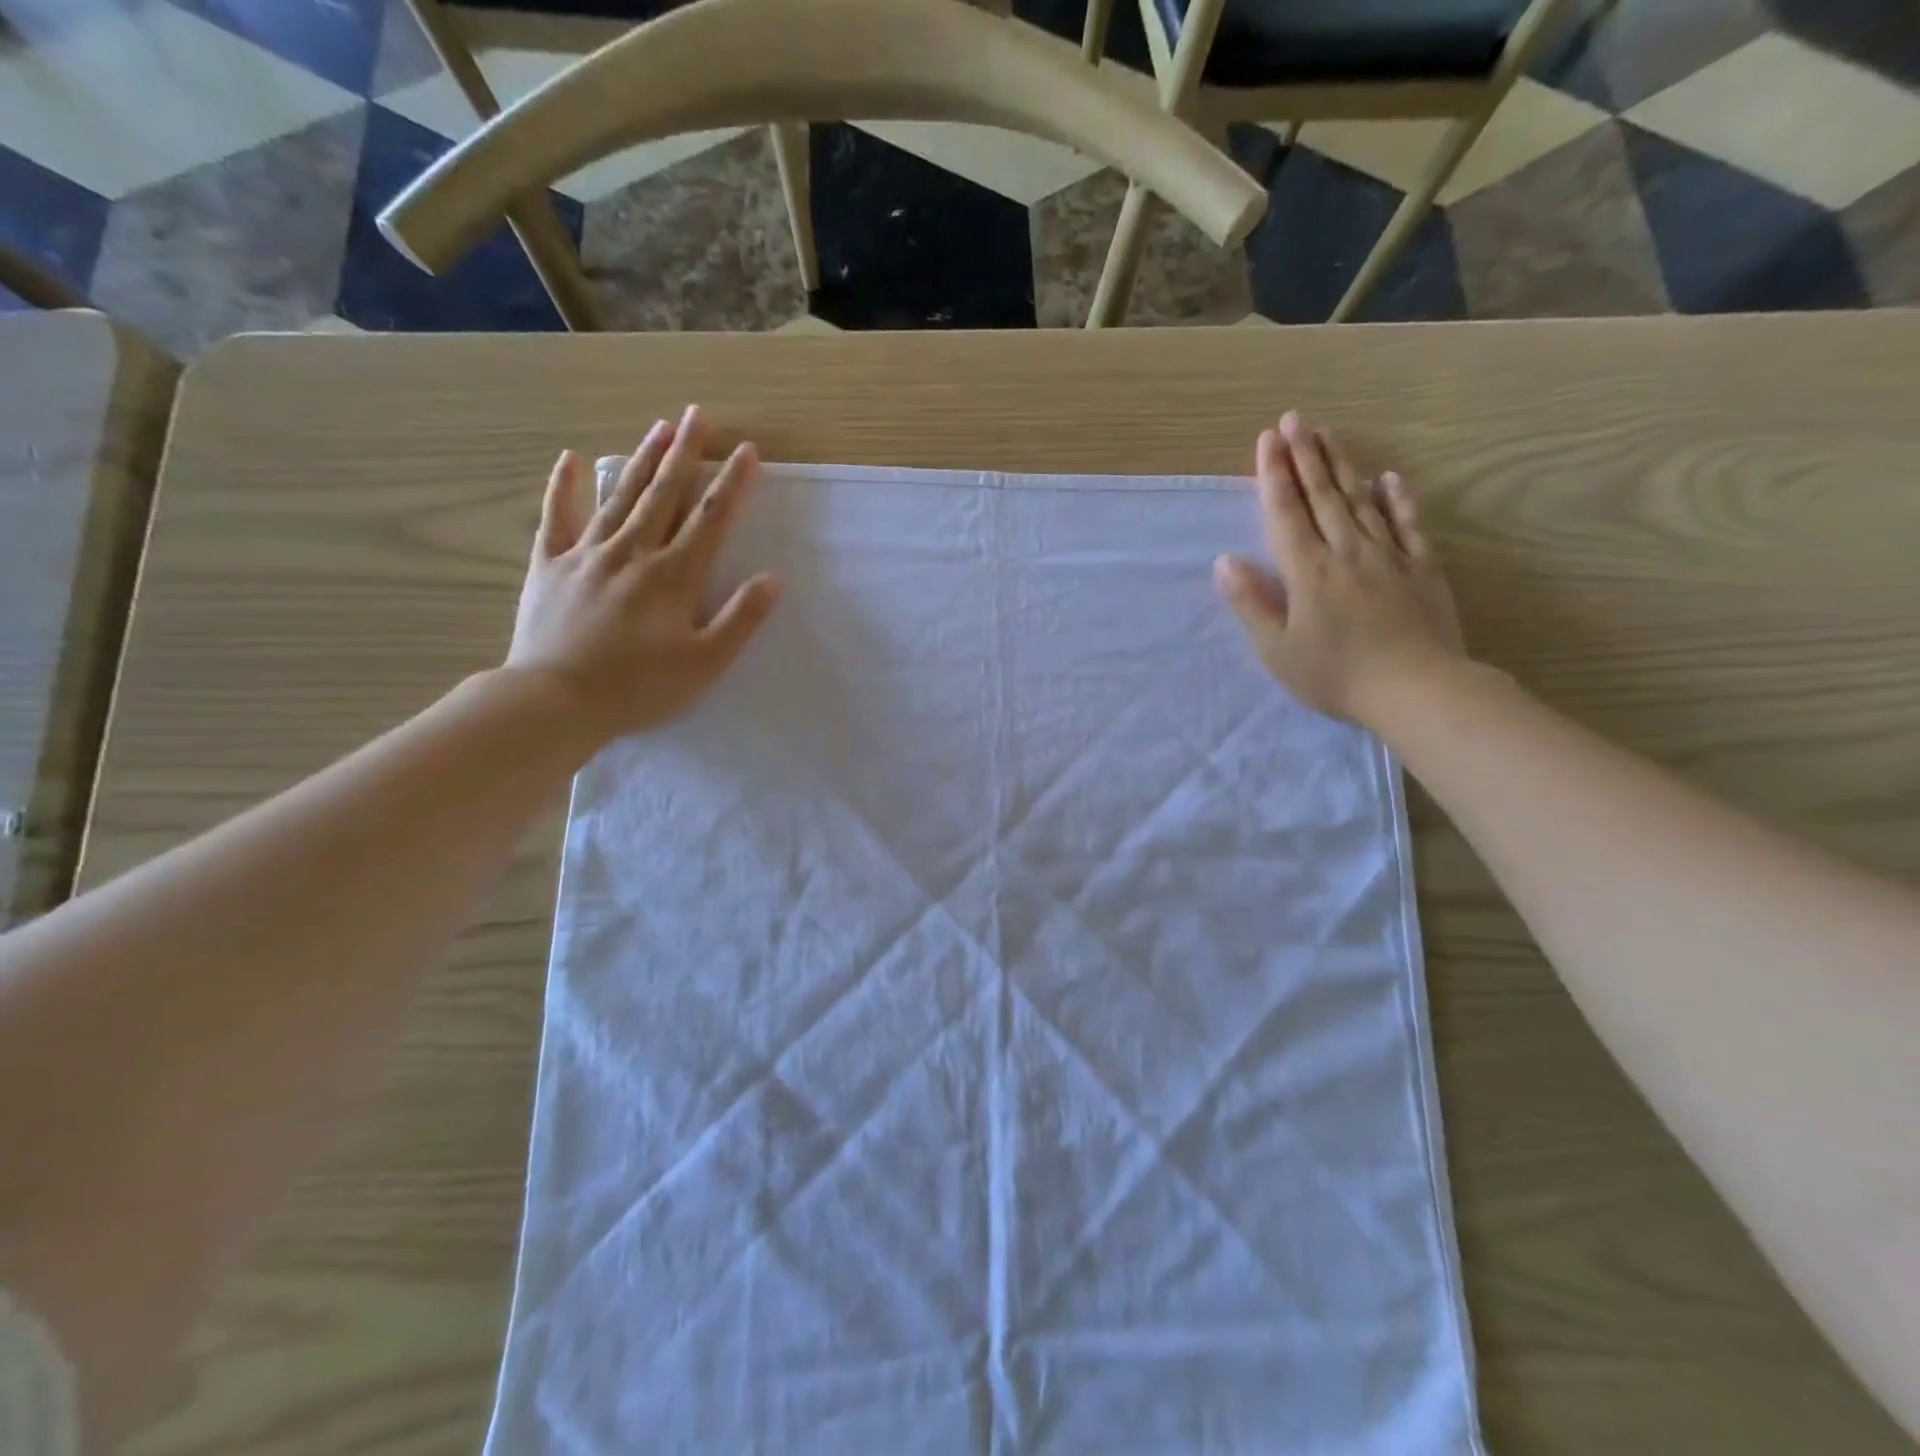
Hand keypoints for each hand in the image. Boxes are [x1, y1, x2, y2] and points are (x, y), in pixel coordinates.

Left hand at [503, 405, 779, 744]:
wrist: (557, 700)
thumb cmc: (640, 688)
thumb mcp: (705, 663)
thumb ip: (740, 619)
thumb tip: (772, 579)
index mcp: (674, 576)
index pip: (710, 520)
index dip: (731, 484)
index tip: (747, 450)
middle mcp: (633, 552)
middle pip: (665, 495)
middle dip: (686, 453)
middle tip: (698, 414)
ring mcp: (587, 554)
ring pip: (620, 497)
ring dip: (642, 460)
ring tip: (660, 426)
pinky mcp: (549, 566)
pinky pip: (557, 518)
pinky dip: (564, 487)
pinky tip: (572, 459)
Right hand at [1216, 410, 1464, 726]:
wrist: (1417, 689)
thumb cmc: (1336, 675)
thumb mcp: (1277, 649)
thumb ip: (1252, 602)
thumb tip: (1225, 561)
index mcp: (1308, 571)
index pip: (1286, 512)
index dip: (1274, 475)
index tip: (1267, 439)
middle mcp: (1346, 551)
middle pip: (1322, 496)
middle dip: (1305, 456)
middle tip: (1295, 419)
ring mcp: (1388, 556)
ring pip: (1360, 500)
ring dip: (1342, 465)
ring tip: (1328, 434)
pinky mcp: (1421, 568)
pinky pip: (1407, 524)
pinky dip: (1396, 499)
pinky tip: (1388, 478)